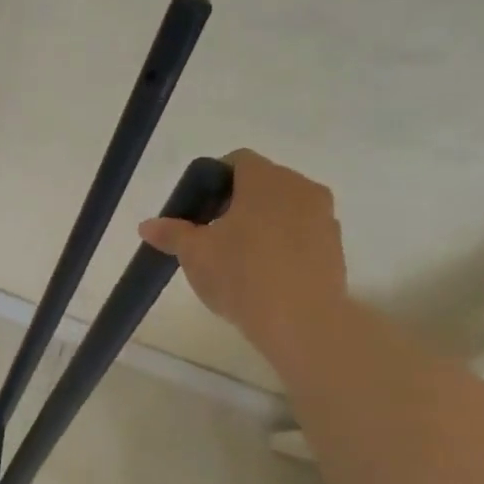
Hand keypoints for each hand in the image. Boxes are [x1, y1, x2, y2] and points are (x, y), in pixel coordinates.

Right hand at [138, 149, 347, 361]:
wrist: (302, 322)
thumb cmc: (242, 275)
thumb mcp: (194, 254)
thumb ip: (172, 233)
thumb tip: (147, 225)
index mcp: (266, 180)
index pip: (237, 161)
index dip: (212, 180)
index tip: (197, 209)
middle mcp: (301, 189)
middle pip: (262, 184)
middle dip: (236, 204)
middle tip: (211, 235)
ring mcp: (324, 218)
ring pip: (284, 210)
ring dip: (261, 224)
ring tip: (237, 259)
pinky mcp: (336, 248)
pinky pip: (302, 235)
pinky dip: (282, 245)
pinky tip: (264, 275)